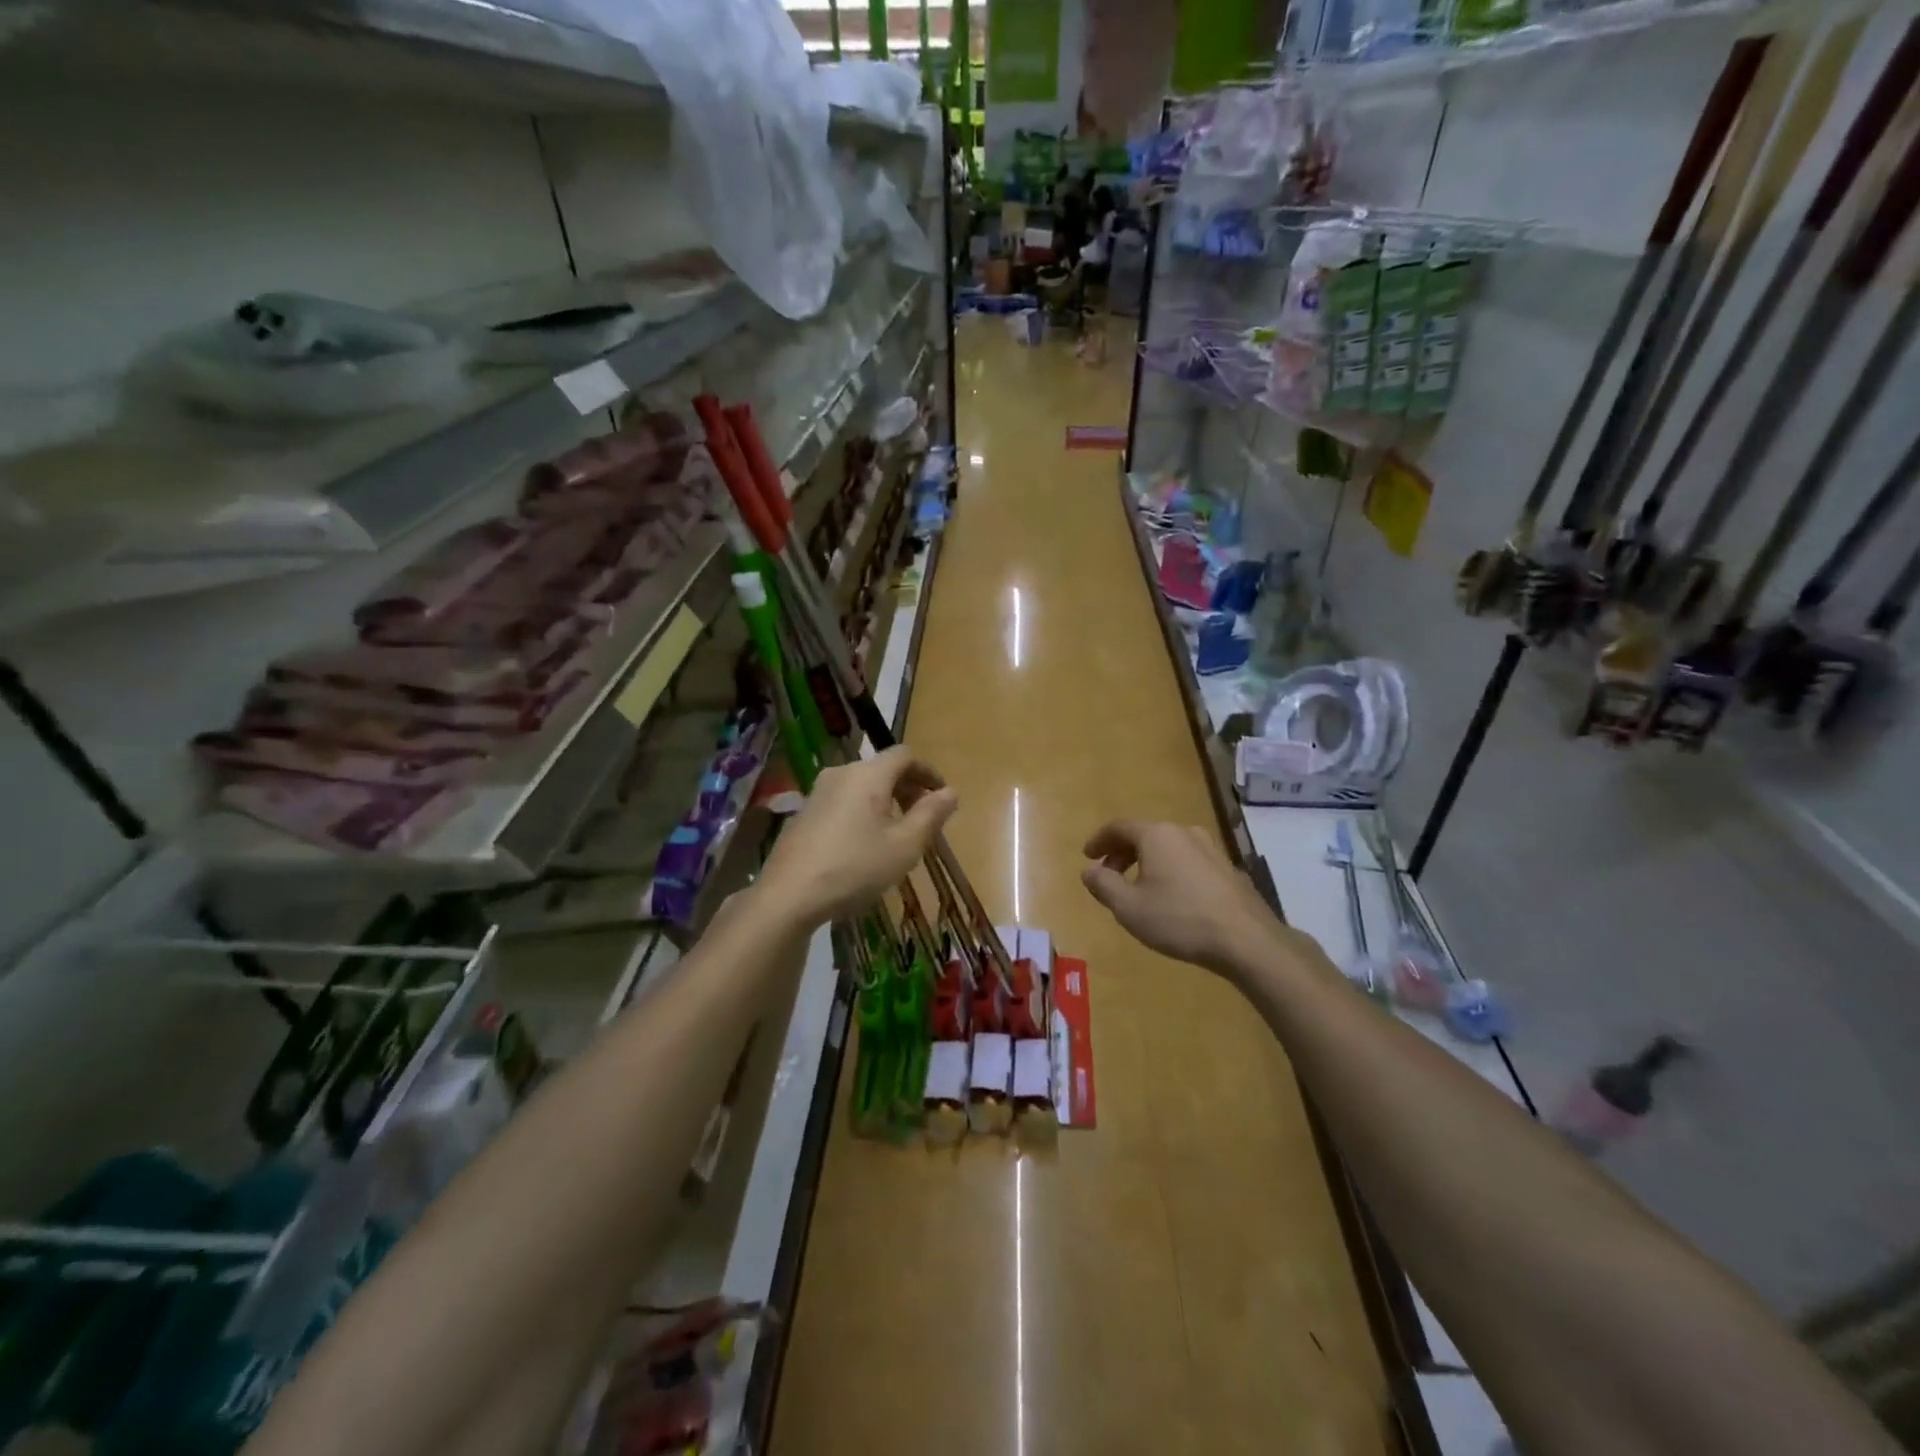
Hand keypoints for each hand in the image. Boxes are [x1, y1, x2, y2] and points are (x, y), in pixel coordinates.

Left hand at [759, 747, 958, 926]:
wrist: (788, 895)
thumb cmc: (856, 867)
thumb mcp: (904, 845)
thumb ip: (931, 815)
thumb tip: (951, 792)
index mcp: (868, 775)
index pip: (904, 755)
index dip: (927, 771)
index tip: (941, 796)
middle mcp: (841, 773)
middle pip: (882, 768)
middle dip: (907, 788)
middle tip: (923, 819)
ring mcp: (817, 792)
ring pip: (861, 786)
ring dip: (884, 801)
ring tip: (896, 834)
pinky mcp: (803, 813)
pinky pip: (842, 801)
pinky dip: (862, 811)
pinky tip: (863, 845)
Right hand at [1080, 820, 1298, 977]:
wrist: (1246, 940)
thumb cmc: (1179, 919)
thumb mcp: (1128, 907)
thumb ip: (1103, 885)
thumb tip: (1089, 870)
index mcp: (1156, 835)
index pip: (1119, 827)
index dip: (1099, 840)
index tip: (1087, 856)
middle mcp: (1183, 832)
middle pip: (1145, 835)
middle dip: (1122, 853)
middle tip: (1109, 875)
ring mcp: (1210, 849)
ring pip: (1168, 848)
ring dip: (1148, 863)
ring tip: (1140, 888)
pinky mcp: (1228, 869)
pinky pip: (1188, 861)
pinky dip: (1171, 871)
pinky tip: (1172, 897)